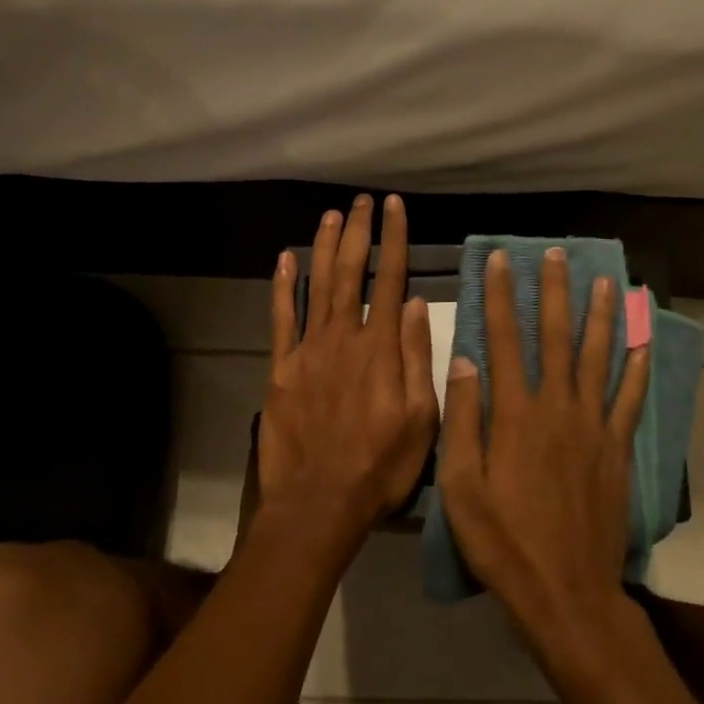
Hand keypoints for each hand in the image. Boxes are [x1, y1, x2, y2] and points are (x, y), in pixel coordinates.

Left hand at [257, 193, 438, 553]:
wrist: (319, 503)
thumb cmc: (380, 465)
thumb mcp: (422, 419)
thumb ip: (418, 357)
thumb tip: (418, 304)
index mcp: (381, 348)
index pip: (391, 279)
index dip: (394, 239)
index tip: (394, 207)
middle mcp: (343, 338)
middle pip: (351, 272)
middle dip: (358, 232)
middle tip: (361, 200)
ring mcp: (308, 351)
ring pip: (317, 286)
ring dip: (324, 247)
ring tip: (331, 215)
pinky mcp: (281, 369)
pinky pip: (281, 319)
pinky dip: (283, 286)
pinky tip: (285, 259)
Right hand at [438, 247, 651, 663]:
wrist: (566, 592)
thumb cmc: (503, 541)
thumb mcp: (461, 487)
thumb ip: (465, 419)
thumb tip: (464, 359)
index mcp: (516, 414)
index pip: (505, 339)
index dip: (502, 296)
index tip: (501, 260)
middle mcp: (558, 408)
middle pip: (557, 337)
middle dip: (555, 292)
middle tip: (556, 254)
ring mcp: (593, 427)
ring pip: (599, 358)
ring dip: (601, 316)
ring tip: (605, 281)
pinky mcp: (617, 449)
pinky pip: (630, 399)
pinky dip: (638, 368)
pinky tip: (643, 342)